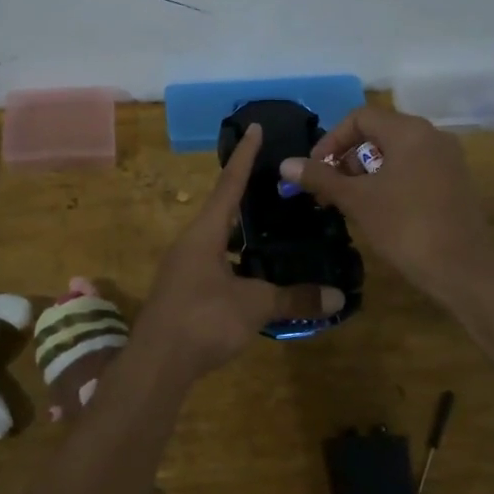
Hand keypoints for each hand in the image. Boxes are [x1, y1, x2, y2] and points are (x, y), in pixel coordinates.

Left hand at [138, 124, 344, 379]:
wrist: (156, 365)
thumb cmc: (203, 320)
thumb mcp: (254, 306)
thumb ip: (294, 298)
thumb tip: (338, 297)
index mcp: (204, 233)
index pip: (229, 184)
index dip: (245, 156)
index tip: (255, 128)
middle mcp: (190, 243)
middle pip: (221, 210)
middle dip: (246, 196)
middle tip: (275, 184)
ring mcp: (183, 268)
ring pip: (218, 240)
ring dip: (242, 233)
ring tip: (272, 228)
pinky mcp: (183, 292)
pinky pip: (215, 264)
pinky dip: (236, 261)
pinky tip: (256, 275)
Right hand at [280, 105, 493, 304]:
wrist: (464, 270)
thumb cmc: (405, 227)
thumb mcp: (357, 200)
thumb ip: (320, 177)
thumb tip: (286, 164)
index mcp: (409, 131)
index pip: (359, 118)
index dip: (331, 140)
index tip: (315, 170)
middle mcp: (432, 136)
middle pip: (378, 133)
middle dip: (347, 158)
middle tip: (328, 189)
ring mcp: (448, 159)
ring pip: (396, 152)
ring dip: (366, 171)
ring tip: (349, 201)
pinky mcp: (455, 182)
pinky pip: (414, 168)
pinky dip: (389, 180)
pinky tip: (378, 210)